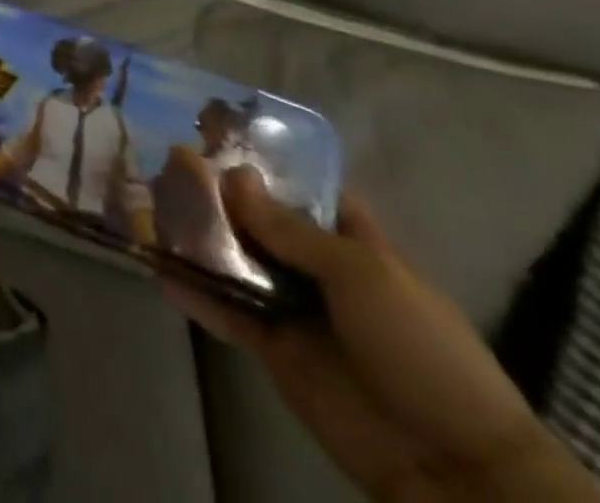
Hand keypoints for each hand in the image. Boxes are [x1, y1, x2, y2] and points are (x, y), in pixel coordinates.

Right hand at [164, 169, 599, 502]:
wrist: (450, 464)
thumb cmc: (420, 347)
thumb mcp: (362, 274)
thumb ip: (292, 229)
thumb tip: (232, 177)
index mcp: (349, 240)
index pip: (301, 189)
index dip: (263, 163)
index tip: (212, 133)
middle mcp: (314, 266)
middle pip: (256, 219)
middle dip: (215, 194)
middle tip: (164, 162)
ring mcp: (291, 307)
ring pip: (234, 260)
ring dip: (196, 237)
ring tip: (149, 205)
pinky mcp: (271, 346)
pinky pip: (224, 311)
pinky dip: (193, 292)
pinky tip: (157, 268)